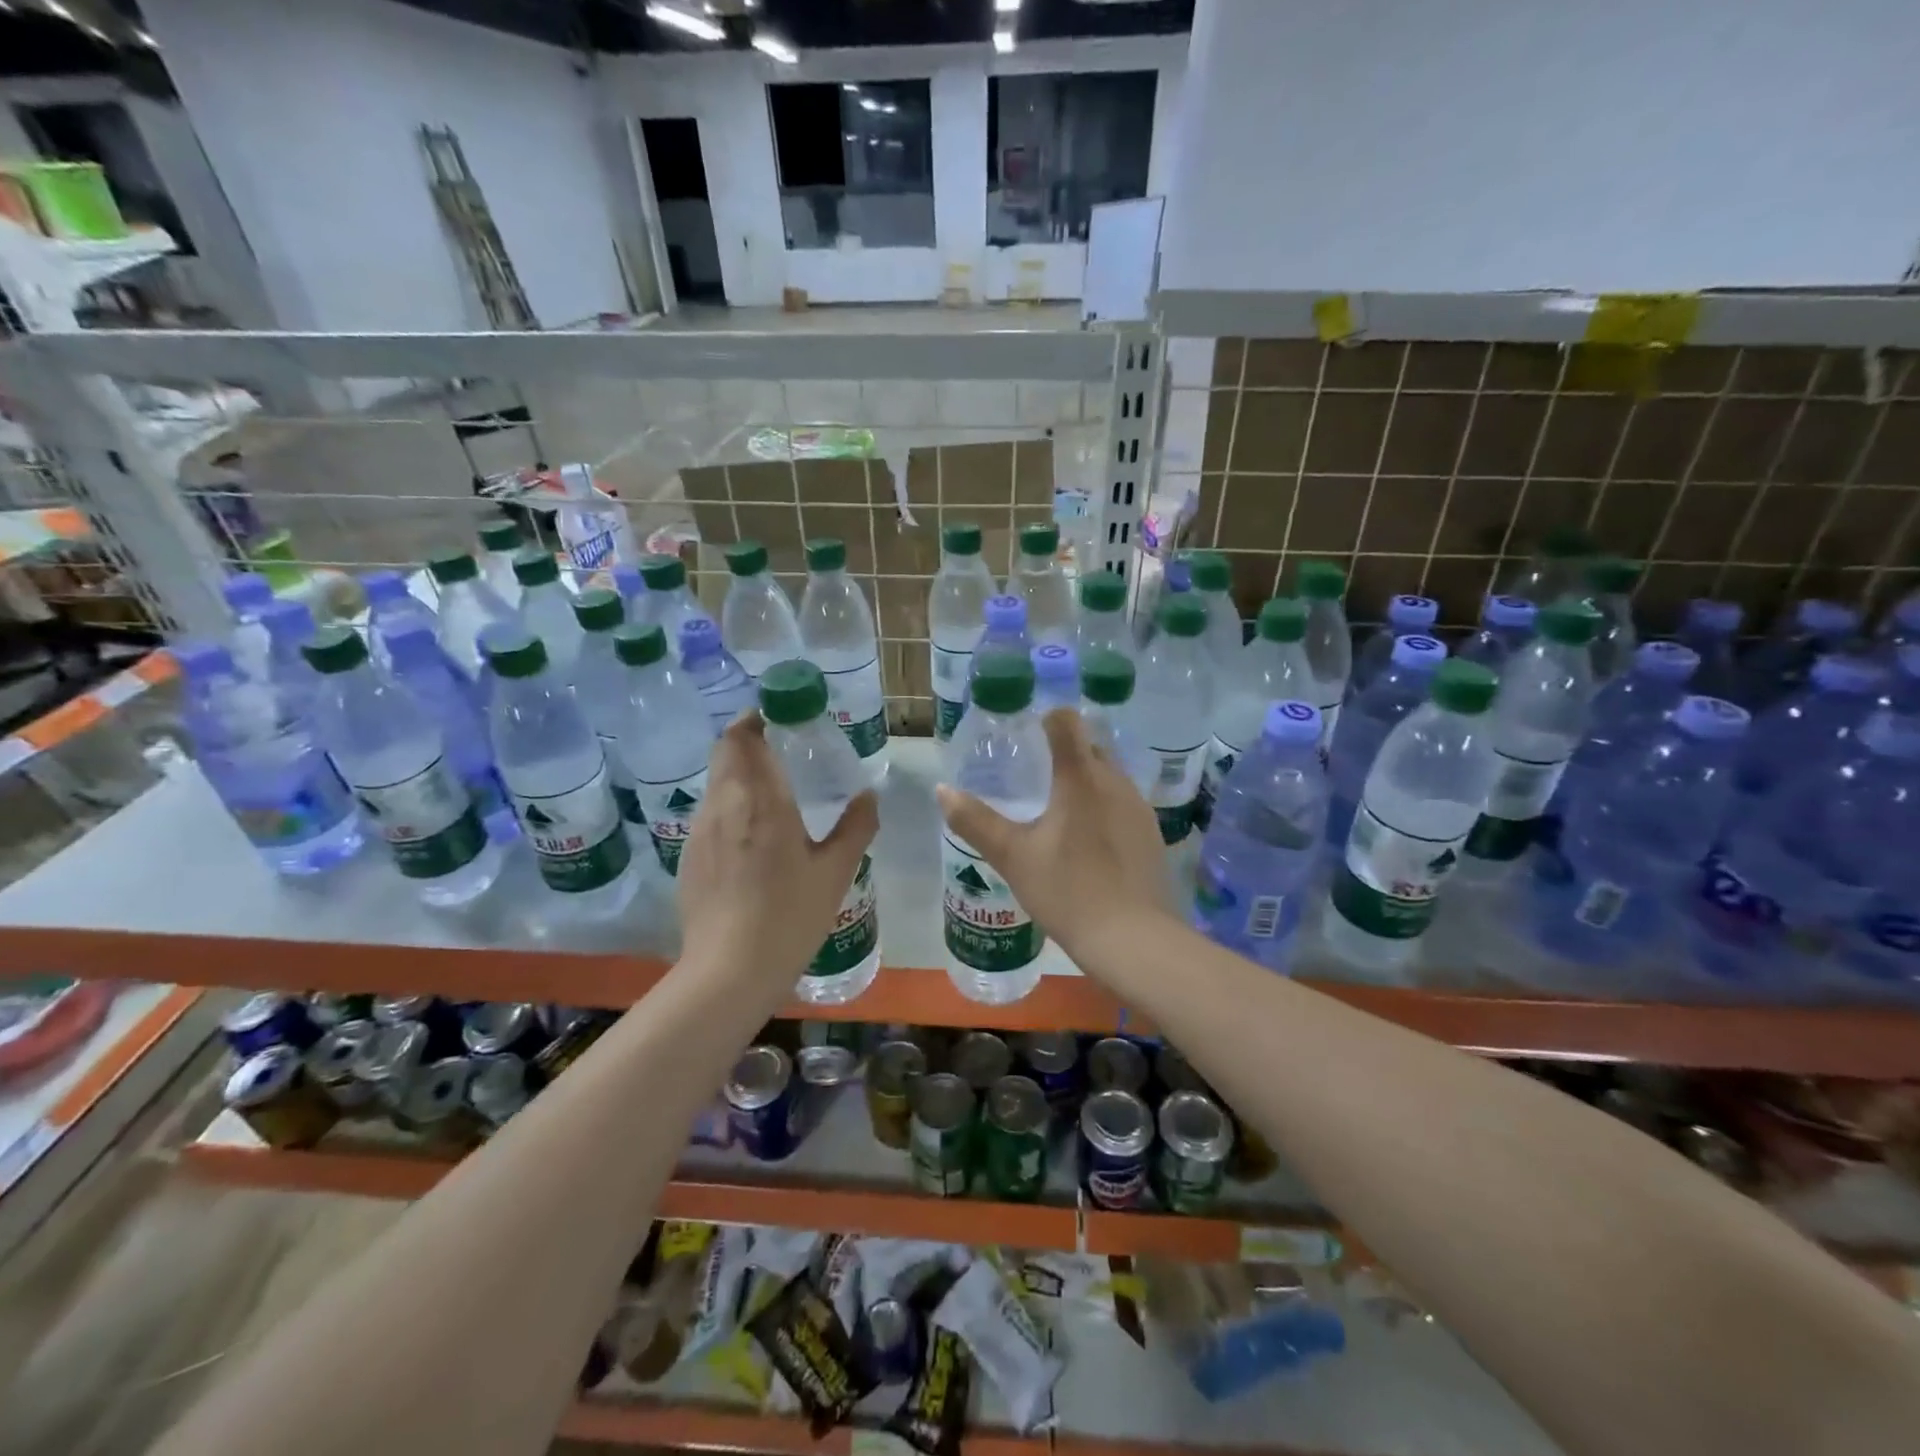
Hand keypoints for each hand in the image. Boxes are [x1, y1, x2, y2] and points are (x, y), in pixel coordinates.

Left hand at [678, 713, 878, 986]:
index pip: (744, 737)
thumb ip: (856, 826)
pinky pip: (711, 813)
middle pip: (725, 751)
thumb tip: (869, 795)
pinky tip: (753, 836)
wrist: (729, 971)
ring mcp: (701, 831)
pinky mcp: (689, 855)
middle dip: (749, 739)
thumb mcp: (835, 872)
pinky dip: (731, 805)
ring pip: (717, 782)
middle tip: (782, 748)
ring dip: (740, 773)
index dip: (757, 718)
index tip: (779, 716)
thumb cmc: (790, 916)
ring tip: (772, 791)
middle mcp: (724, 804)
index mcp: (761, 800)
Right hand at [936, 707, 1171, 962]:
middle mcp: (1115, 782)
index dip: (1046, 718)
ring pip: (1109, 776)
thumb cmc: (1068, 891)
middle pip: (1090, 746)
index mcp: (1081, 777)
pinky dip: (1103, 807)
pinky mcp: (1151, 834)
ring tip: (1058, 809)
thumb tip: (942, 790)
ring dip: (1085, 781)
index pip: (1066, 721)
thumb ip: (975, 821)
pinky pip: (1122, 804)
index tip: (1028, 732)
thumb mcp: (1013, 857)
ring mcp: (1139, 808)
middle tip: (1034, 773)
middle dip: (1064, 751)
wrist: (1133, 940)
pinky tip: (1087, 840)